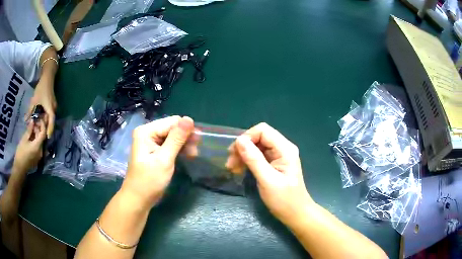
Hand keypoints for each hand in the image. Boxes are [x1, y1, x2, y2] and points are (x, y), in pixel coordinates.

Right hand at [13, 119, 46, 172]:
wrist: (20, 169)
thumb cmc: (21, 153)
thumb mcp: (24, 139)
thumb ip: (29, 130)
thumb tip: (33, 120)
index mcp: (38, 146)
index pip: (43, 133)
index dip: (42, 125)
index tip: (38, 119)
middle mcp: (41, 151)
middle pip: (42, 137)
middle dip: (38, 129)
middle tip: (33, 123)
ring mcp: (40, 155)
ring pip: (40, 141)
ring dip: (37, 134)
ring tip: (31, 128)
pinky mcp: (38, 158)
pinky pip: (39, 147)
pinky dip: (36, 140)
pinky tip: (31, 136)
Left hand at [25, 80, 56, 137]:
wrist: (47, 77)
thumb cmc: (41, 89)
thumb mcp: (34, 100)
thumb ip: (30, 111)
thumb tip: (25, 121)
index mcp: (50, 108)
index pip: (51, 122)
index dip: (49, 130)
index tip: (48, 138)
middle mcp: (53, 108)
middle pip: (50, 120)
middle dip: (45, 127)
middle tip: (39, 132)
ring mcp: (53, 106)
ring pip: (49, 117)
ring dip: (45, 121)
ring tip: (38, 125)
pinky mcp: (52, 104)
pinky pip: (49, 113)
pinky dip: (45, 116)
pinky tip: (40, 117)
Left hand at [121, 116, 194, 208]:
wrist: (138, 199)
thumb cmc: (149, 181)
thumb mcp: (164, 159)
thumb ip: (177, 139)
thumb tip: (189, 119)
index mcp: (146, 131)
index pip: (172, 122)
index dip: (186, 130)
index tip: (198, 142)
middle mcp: (147, 132)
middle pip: (172, 128)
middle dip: (185, 137)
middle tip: (196, 151)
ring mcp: (150, 141)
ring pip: (172, 136)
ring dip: (183, 144)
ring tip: (193, 154)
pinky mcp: (153, 150)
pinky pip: (169, 144)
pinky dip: (178, 149)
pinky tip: (187, 155)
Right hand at [231, 123, 313, 224]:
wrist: (295, 214)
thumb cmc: (284, 200)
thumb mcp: (267, 180)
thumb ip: (253, 159)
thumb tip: (239, 140)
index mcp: (285, 149)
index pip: (263, 130)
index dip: (247, 137)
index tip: (234, 152)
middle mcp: (283, 148)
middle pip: (259, 137)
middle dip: (243, 147)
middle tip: (230, 162)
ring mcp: (278, 156)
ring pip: (257, 146)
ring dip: (243, 155)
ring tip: (232, 168)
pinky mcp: (274, 164)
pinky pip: (258, 156)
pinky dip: (247, 161)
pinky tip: (239, 170)